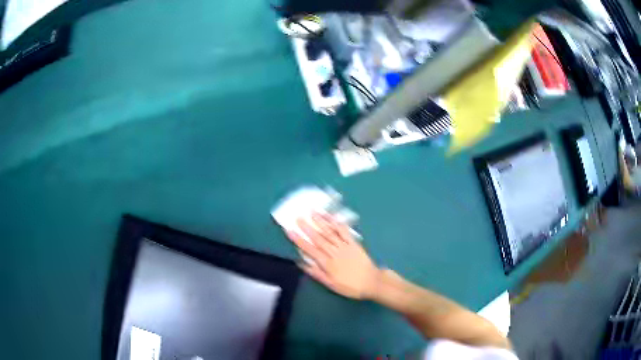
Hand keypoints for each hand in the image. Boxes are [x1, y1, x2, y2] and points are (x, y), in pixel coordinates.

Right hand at [284, 213, 379, 299]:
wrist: (371, 282)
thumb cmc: (350, 286)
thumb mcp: (331, 284)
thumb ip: (316, 273)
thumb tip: (301, 263)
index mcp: (327, 263)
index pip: (309, 249)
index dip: (299, 240)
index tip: (289, 231)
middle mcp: (334, 252)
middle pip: (318, 238)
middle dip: (307, 227)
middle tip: (297, 218)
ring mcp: (344, 246)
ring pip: (330, 232)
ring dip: (320, 222)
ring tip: (312, 212)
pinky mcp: (353, 243)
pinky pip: (344, 231)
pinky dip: (336, 223)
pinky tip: (331, 217)